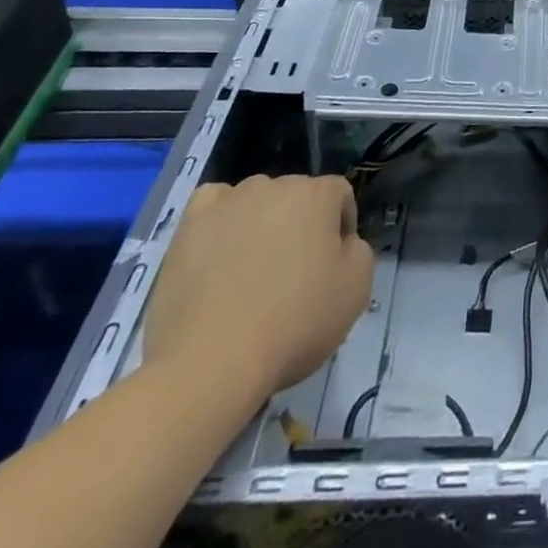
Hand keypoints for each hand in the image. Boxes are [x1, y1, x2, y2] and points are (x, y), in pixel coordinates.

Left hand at [145, 175, 373, 406]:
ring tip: (251, 272)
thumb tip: (341, 243)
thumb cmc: (294, 322)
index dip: (341, 229)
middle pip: (297, 197)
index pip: (339, 196)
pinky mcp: (189, 226)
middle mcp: (274, 185)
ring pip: (257, 201)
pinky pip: (213, 206)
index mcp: (317, 194)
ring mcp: (228, 202)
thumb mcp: (357, 289)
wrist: (211, 362)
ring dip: (262, 225)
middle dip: (300, 226)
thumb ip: (358, 251)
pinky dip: (220, 221)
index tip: (332, 268)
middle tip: (293, 274)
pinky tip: (220, 251)